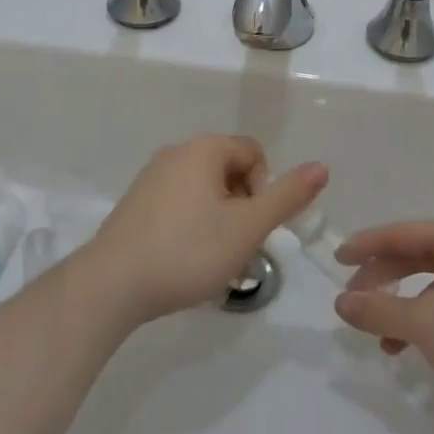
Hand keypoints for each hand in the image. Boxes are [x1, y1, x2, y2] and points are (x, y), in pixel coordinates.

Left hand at [88, 135, 326, 325]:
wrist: (112, 284)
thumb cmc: (188, 251)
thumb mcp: (247, 228)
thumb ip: (287, 197)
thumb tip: (322, 167)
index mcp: (204, 149)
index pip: (253, 154)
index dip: (265, 190)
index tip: (255, 228)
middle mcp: (177, 152)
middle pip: (229, 174)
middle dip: (244, 212)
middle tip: (240, 253)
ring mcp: (152, 178)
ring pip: (205, 195)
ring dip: (221, 226)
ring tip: (217, 269)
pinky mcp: (136, 204)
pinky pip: (179, 207)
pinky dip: (193, 230)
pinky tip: (188, 266)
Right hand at [333, 218, 433, 407]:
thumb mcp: (425, 323)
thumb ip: (380, 310)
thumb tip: (341, 302)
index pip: (401, 233)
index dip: (366, 246)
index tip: (336, 258)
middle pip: (418, 254)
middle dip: (384, 279)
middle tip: (355, 300)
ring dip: (406, 305)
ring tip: (384, 338)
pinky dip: (431, 316)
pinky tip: (420, 347)